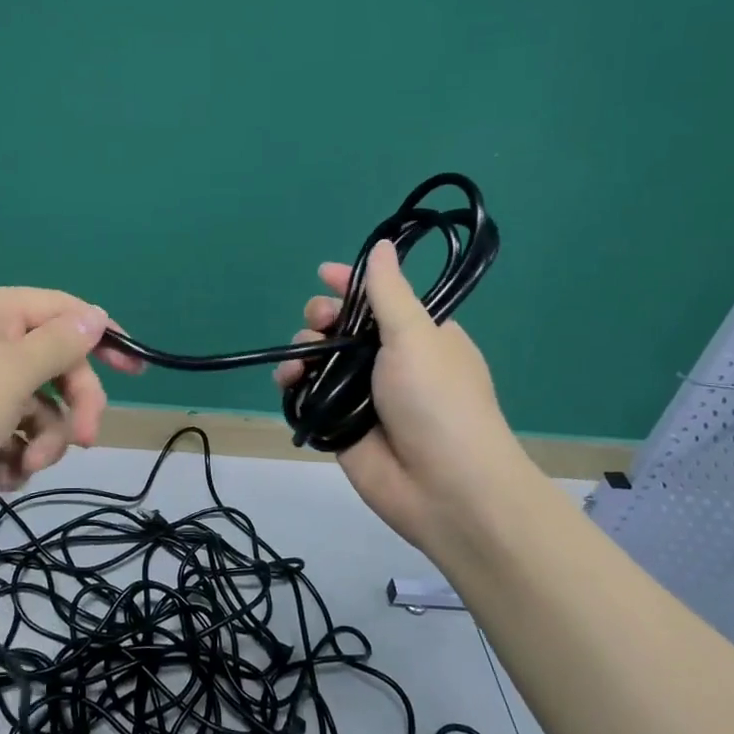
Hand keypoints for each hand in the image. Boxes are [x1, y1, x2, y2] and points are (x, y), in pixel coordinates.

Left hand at [0, 286, 144, 540]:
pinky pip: (1, 431)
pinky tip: (2, 481)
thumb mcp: (11, 373)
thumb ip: (60, 344)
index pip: (65, 310)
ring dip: (40, 439)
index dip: (104, 337)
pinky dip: (9, 455)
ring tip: (23, 471)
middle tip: (81, 443)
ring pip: (30, 404)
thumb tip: (95, 313)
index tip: (137, 372)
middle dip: (71, 405)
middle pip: (51, 363)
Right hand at [274, 240, 523, 557]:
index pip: (379, 298)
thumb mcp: (417, 336)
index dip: (351, 283)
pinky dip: (294, 385)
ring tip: (300, 359)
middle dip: (323, 318)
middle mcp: (390, 362)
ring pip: (321, 360)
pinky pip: (309, 396)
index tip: (323, 275)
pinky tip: (288, 382)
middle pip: (343, 327)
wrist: (445, 488)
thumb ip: (388, 293)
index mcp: (419, 336)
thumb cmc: (438, 400)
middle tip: (319, 323)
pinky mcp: (339, 426)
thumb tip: (382, 245)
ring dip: (303, 350)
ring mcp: (363, 395)